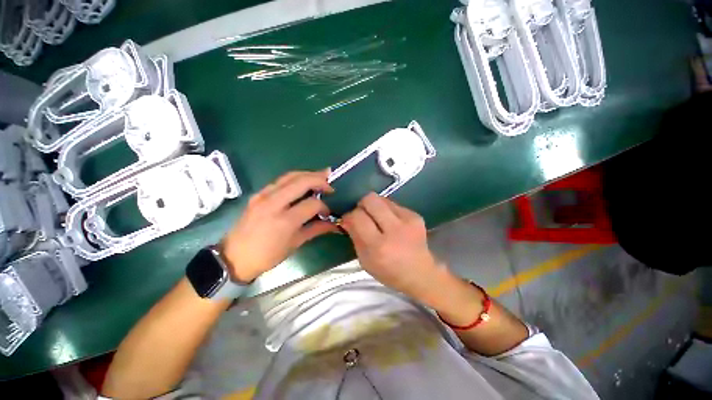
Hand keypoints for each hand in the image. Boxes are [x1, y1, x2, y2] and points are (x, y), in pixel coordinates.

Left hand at [220, 170, 336, 281]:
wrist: (234, 257)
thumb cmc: (267, 256)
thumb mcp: (294, 244)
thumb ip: (316, 229)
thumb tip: (334, 224)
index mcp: (285, 220)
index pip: (312, 204)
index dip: (324, 207)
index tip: (327, 213)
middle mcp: (274, 203)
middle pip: (301, 181)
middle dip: (319, 179)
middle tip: (330, 180)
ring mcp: (263, 196)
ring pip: (290, 176)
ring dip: (308, 174)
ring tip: (321, 175)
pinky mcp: (258, 194)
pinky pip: (280, 180)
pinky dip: (295, 178)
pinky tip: (302, 182)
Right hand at [340, 193, 446, 300]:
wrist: (421, 273)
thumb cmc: (389, 271)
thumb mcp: (365, 261)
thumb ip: (354, 236)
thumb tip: (346, 218)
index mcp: (379, 246)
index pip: (357, 217)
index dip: (349, 216)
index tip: (348, 220)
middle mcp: (395, 230)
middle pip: (371, 199)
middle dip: (361, 205)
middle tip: (362, 215)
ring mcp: (408, 220)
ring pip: (382, 198)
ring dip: (374, 207)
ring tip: (377, 219)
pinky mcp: (416, 215)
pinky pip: (393, 204)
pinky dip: (387, 210)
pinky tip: (391, 222)